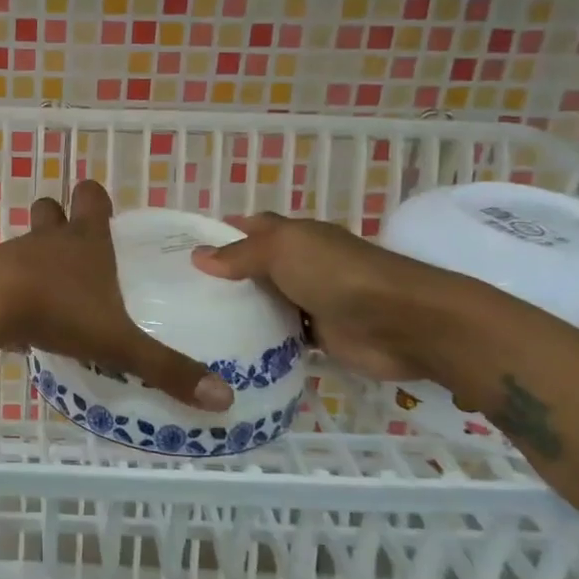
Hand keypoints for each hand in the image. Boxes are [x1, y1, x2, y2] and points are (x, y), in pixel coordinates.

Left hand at [0, 180, 232, 411]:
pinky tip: (19, 317)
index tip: (102, 210)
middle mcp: (48, 240)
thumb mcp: (118, 342)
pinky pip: (0, 275)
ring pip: (24, 242)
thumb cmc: (58, 310)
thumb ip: (165, 369)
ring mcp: (11, 255)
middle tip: (73, 244)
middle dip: (59, 218)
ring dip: (34, 257)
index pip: (91, 198)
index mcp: (85, 241)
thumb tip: (224, 398)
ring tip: (49, 289)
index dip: (96, 200)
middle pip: (50, 210)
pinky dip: (9, 288)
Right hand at [190, 213, 446, 380]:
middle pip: (254, 269)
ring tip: (193, 326)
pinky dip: (261, 342)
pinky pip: (281, 337)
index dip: (220, 234)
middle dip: (222, 278)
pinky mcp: (319, 336)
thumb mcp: (282, 251)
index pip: (251, 228)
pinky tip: (229, 350)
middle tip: (177, 294)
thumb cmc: (338, 274)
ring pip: (265, 304)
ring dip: (239, 313)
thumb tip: (198, 256)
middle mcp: (301, 265)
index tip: (182, 249)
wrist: (401, 323)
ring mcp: (310, 301)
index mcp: (294, 236)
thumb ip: (240, 254)